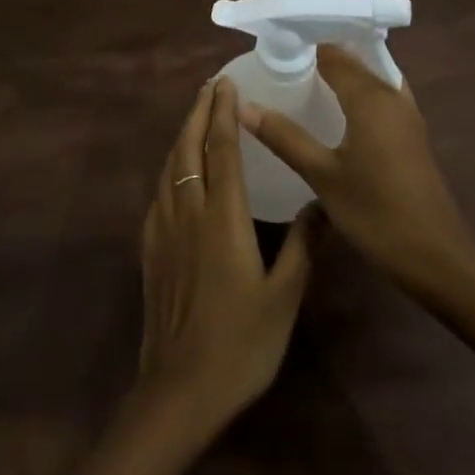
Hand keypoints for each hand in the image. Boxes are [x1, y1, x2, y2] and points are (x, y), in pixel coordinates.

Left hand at [135, 78, 320, 442]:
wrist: (180, 389)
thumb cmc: (241, 344)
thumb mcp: (285, 298)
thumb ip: (305, 246)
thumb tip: (325, 205)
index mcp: (223, 218)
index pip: (222, 150)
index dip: (225, 114)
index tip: (226, 84)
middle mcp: (188, 212)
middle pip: (189, 148)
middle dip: (199, 112)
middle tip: (210, 86)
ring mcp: (163, 229)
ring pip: (169, 167)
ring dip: (183, 135)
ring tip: (195, 116)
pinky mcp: (149, 249)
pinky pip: (158, 192)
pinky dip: (169, 167)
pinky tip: (175, 172)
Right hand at [239, 45, 473, 288]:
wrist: (438, 258)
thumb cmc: (377, 213)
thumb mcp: (322, 176)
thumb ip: (284, 137)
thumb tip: (243, 106)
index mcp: (371, 96)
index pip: (333, 52)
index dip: (304, 43)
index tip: (272, 44)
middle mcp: (392, 95)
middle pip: (354, 60)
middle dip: (321, 54)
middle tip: (280, 60)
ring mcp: (406, 115)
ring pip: (370, 77)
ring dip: (341, 73)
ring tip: (302, 78)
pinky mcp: (411, 134)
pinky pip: (380, 96)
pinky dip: (357, 92)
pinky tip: (335, 111)